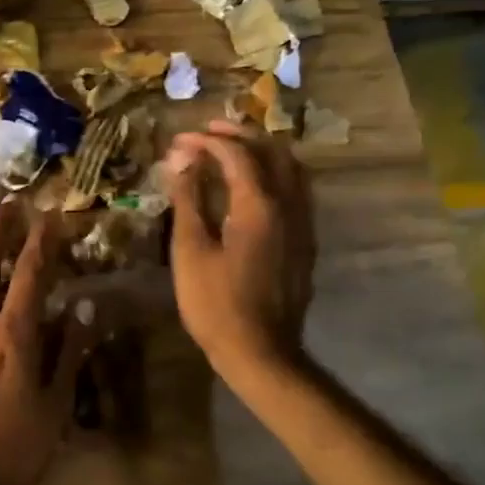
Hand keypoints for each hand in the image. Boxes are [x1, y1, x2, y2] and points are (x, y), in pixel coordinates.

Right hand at [165, 120, 313, 382]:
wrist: (261, 352)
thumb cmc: (216, 304)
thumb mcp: (191, 250)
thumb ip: (188, 200)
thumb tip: (180, 161)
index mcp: (260, 205)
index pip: (236, 154)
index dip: (206, 141)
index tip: (179, 141)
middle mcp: (290, 206)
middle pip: (272, 152)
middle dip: (239, 136)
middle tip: (207, 132)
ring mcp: (303, 225)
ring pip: (291, 170)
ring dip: (262, 152)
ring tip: (232, 150)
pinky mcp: (305, 242)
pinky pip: (296, 191)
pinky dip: (274, 174)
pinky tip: (253, 186)